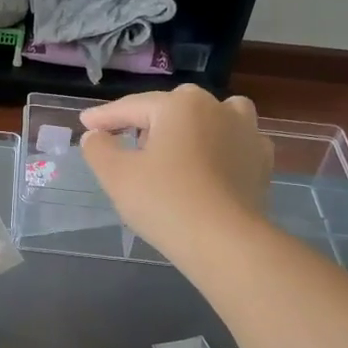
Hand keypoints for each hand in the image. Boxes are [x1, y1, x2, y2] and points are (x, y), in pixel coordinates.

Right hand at [79, 85, 272, 261]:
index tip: (85, 124)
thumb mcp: (116, 175)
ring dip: (192, 125)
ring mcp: (247, 133)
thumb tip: (95, 135)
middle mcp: (218, 108)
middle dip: (149, 120)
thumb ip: (99, 148)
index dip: (105, 116)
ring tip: (176, 147)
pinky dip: (219, 148)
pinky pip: (234, 143)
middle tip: (129, 143)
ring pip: (213, 117)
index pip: (133, 106)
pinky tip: (208, 166)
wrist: (224, 242)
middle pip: (174, 107)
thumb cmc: (164, 202)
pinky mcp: (262, 161)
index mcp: (180, 105)